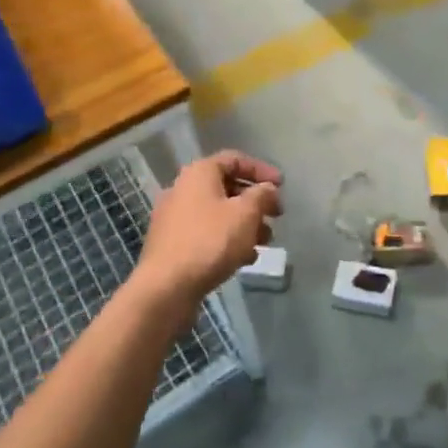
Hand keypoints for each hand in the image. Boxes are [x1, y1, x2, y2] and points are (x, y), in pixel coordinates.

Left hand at [134, 150, 282, 316]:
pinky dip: (228, 240)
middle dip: (255, 202)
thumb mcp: (246, 214)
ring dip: (245, 224)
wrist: (165, 288)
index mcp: (199, 173)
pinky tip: (245, 259)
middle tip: (276, 216)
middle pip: (227, 187)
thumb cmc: (210, 241)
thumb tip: (267, 189)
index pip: (235, 159)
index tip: (281, 186)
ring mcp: (175, 218)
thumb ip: (262, 195)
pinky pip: (207, 233)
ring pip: (218, 213)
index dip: (262, 170)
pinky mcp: (173, 244)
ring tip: (265, 242)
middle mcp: (183, 189)